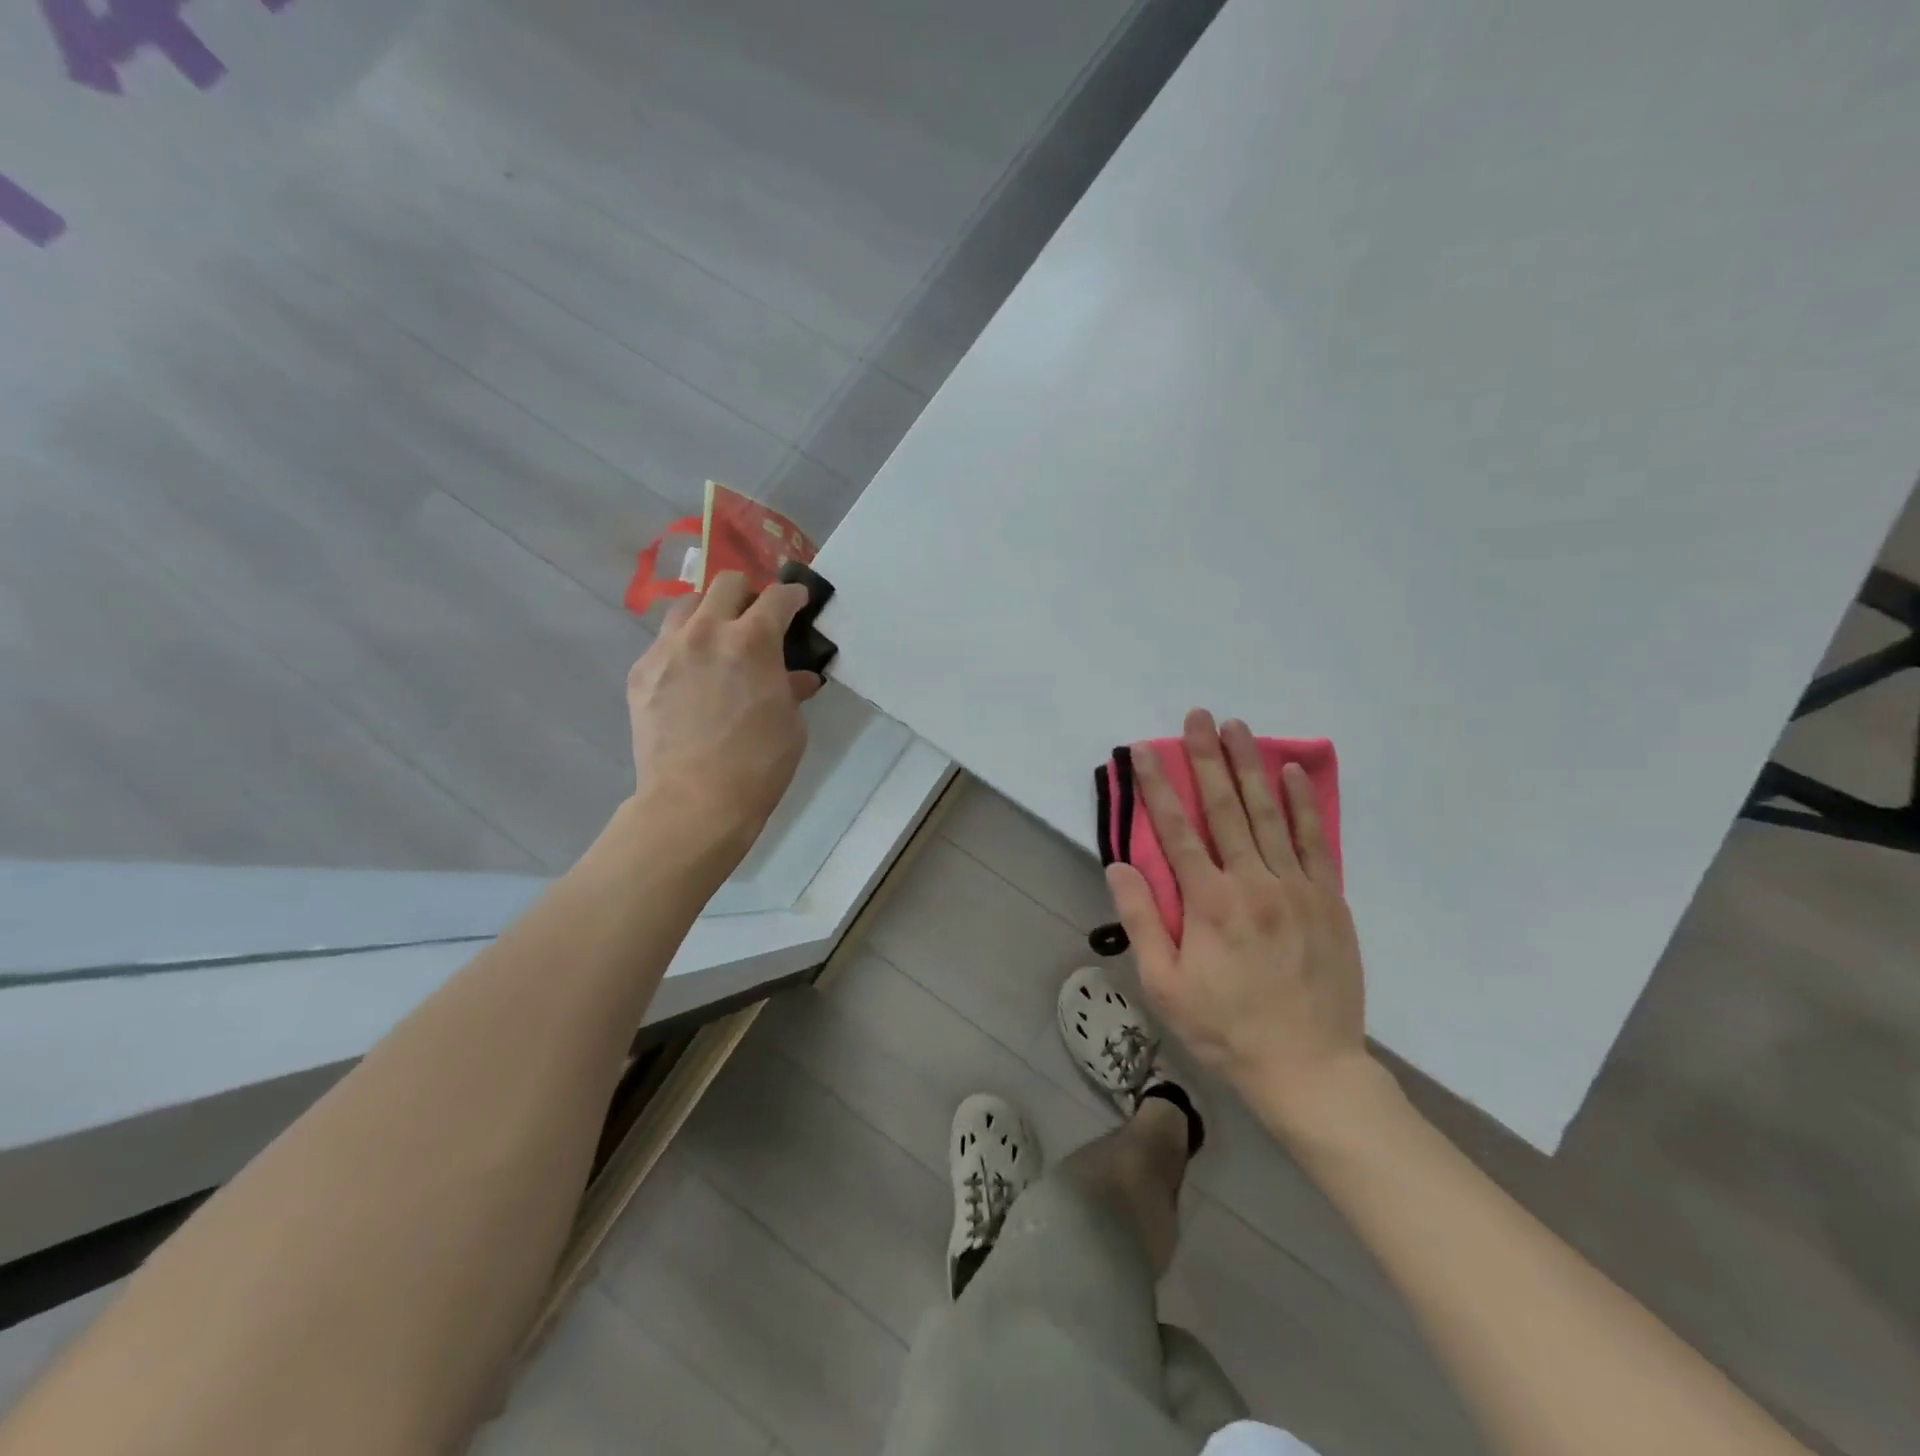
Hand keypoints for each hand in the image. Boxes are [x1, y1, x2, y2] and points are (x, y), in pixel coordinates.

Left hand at [625, 572, 822, 857]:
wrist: (695, 801)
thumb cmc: (758, 764)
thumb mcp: (791, 724)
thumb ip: (791, 689)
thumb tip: (796, 678)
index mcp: (752, 641)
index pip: (777, 597)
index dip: (793, 595)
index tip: (798, 601)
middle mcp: (707, 632)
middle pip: (727, 584)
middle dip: (748, 593)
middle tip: (756, 617)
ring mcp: (667, 649)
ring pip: (687, 606)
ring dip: (709, 614)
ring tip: (717, 640)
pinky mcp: (641, 673)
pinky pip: (664, 643)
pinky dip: (683, 648)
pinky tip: (691, 676)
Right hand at [1107, 709, 1373, 1125]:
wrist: (1309, 1069)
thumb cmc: (1225, 1028)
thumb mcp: (1164, 986)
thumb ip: (1141, 921)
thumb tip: (1119, 866)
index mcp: (1210, 903)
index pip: (1177, 830)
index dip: (1156, 787)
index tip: (1142, 751)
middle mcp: (1253, 883)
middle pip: (1226, 808)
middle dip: (1206, 758)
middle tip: (1197, 716)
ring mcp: (1297, 888)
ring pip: (1270, 814)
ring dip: (1250, 766)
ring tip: (1237, 727)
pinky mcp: (1329, 900)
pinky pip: (1314, 841)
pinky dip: (1302, 804)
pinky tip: (1292, 773)